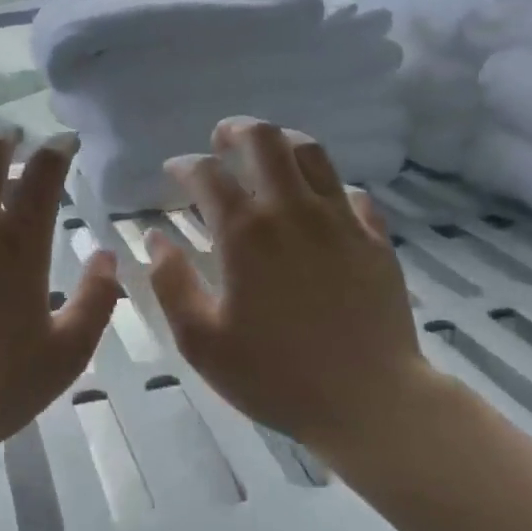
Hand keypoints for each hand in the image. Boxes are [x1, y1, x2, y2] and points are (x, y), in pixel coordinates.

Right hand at [144, 118, 438, 465]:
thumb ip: (171, 283)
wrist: (369, 400)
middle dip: (236, 130)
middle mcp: (292, 211)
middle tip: (221, 139)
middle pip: (265, 141)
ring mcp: (340, 221)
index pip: (206, 174)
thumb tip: (156, 239)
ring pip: (313, 154)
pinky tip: (320, 202)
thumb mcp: (201, 340)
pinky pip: (351, 193)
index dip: (184, 165)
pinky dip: (328, 187)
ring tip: (268, 152)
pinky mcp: (375, 238)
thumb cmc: (275, 374)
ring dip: (283, 143)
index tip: (173, 171)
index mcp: (245, 234)